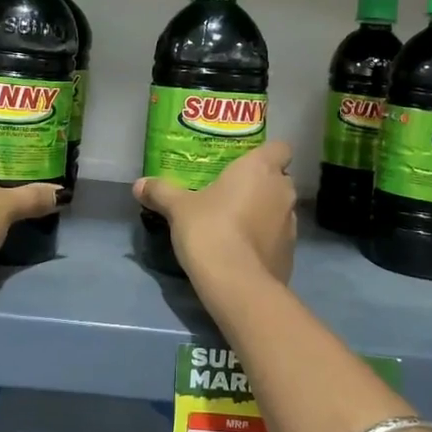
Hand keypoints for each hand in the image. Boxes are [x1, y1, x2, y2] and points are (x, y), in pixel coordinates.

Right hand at [134, 141, 296, 299]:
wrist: (236, 284)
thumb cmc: (210, 229)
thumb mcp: (178, 208)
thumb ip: (161, 191)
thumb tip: (138, 185)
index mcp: (261, 169)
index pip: (280, 148)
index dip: (266, 154)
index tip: (245, 163)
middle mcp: (283, 191)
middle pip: (279, 179)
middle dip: (261, 184)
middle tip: (232, 192)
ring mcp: (292, 224)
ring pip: (280, 209)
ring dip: (264, 212)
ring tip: (236, 223)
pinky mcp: (291, 254)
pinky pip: (278, 238)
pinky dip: (265, 240)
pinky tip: (242, 251)